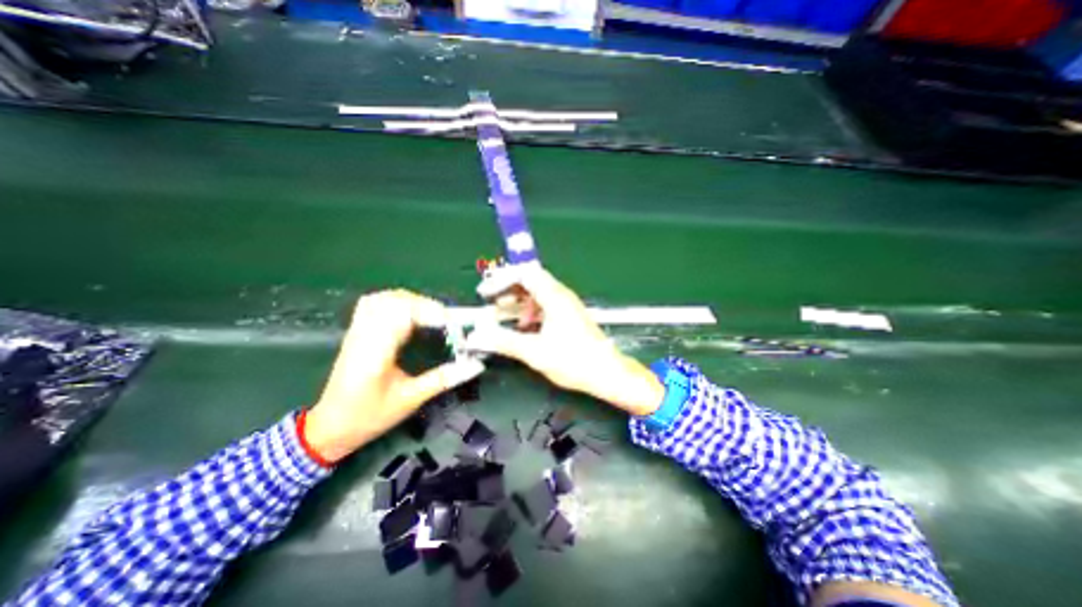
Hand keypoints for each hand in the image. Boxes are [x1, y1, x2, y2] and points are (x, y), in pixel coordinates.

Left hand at [300, 292, 483, 461]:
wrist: (330, 428)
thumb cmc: (369, 417)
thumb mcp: (410, 400)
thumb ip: (443, 379)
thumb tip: (475, 365)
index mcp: (376, 352)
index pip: (402, 314)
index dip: (430, 312)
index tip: (452, 325)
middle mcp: (364, 335)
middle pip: (394, 301)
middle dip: (425, 305)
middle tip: (445, 322)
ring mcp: (357, 331)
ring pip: (383, 298)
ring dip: (411, 300)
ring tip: (430, 315)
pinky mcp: (356, 332)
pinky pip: (374, 303)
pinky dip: (395, 302)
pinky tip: (408, 313)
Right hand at [463, 266, 662, 416]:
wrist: (606, 373)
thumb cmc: (575, 361)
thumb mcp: (534, 352)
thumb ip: (504, 341)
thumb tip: (478, 335)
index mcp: (554, 297)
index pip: (524, 273)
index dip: (502, 280)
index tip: (486, 292)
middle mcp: (561, 296)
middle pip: (530, 280)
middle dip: (507, 290)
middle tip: (491, 301)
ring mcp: (566, 305)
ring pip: (536, 293)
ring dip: (517, 301)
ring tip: (501, 314)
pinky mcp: (569, 316)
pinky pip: (544, 305)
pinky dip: (529, 311)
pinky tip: (522, 327)